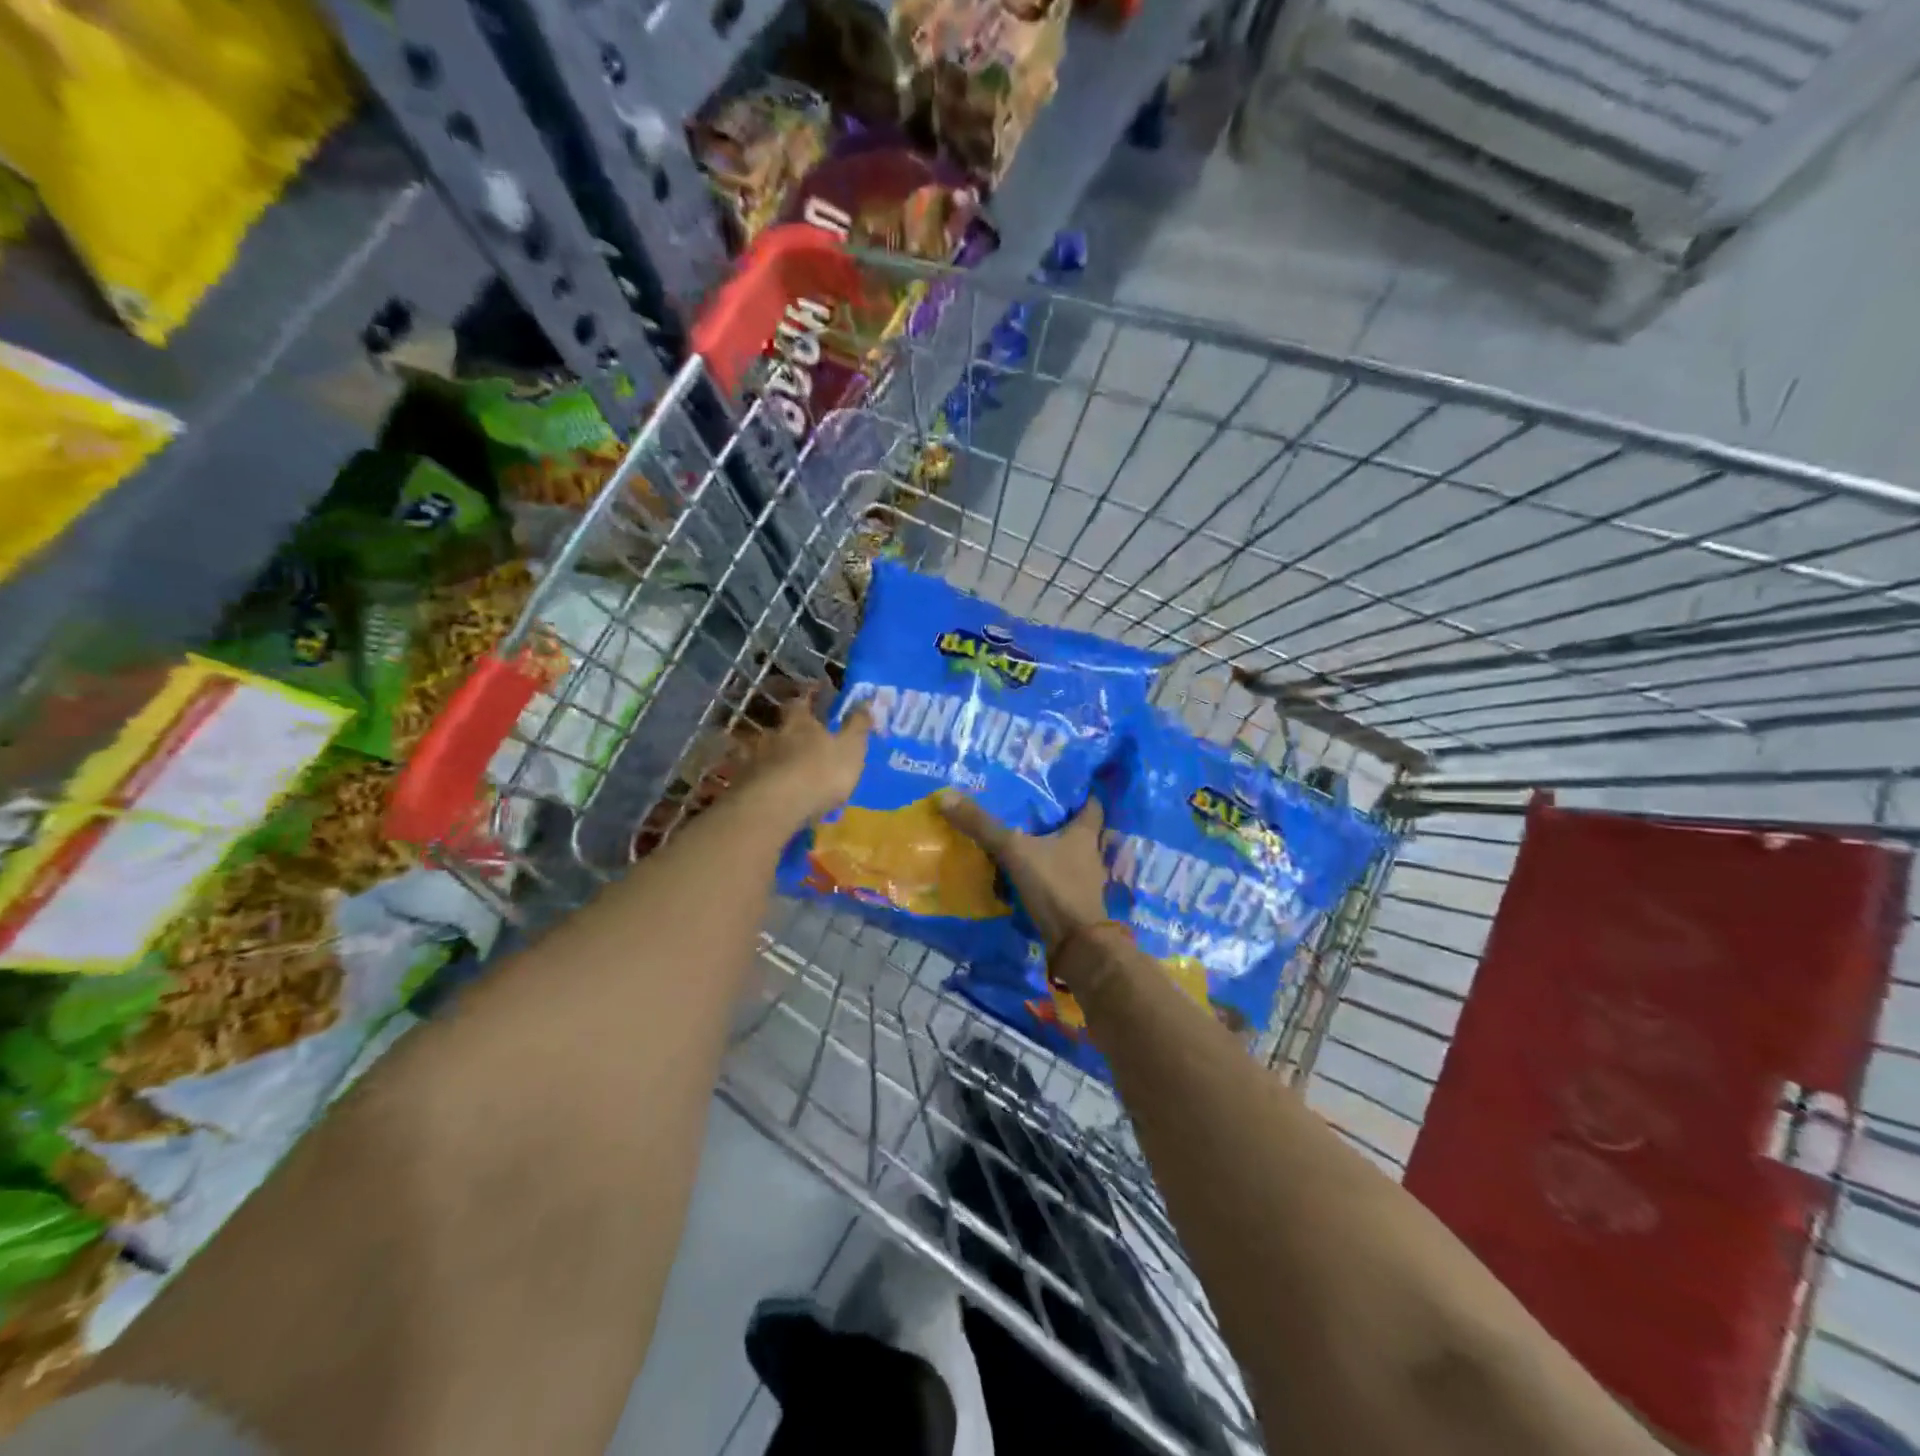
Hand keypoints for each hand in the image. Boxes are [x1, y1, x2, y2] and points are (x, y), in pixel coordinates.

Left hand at [739, 690, 871, 828]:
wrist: (775, 806)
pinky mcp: (740, 784)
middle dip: (787, 729)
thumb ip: (858, 726)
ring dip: (769, 755)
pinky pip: (748, 776)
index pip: (801, 701)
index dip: (808, 695)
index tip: (815, 691)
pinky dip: (754, 778)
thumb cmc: (821, 773)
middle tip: (797, 737)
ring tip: (779, 767)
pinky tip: (761, 788)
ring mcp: (752, 759)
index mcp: (800, 723)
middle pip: (778, 726)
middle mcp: (772, 735)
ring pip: (760, 750)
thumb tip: (865, 701)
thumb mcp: (851, 749)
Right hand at [936, 791, 1108, 954]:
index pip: (1091, 805)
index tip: (1062, 786)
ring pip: (1069, 856)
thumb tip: (946, 796)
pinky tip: (1025, 874)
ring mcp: (1085, 881)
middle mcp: (1090, 854)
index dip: (1081, 794)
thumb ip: (983, 826)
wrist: (1077, 944)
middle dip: (1060, 821)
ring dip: (1052, 850)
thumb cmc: (1055, 887)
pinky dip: (1046, 876)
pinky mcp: (1075, 903)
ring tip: (1025, 840)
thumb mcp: (1014, 851)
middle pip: (1079, 831)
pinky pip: (1059, 880)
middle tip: (1032, 809)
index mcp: (1084, 834)